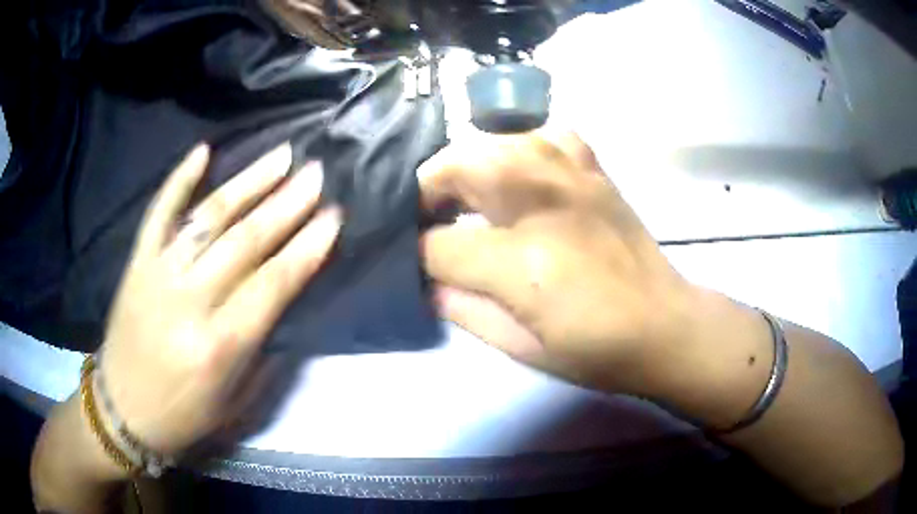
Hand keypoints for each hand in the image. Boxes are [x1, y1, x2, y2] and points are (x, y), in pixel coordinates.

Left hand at [99, 143, 342, 456]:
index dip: (308, 248)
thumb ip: (263, 353)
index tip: (334, 216)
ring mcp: (158, 274)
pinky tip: (203, 151)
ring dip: (248, 183)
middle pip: (245, 242)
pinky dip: (179, 180)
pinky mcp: (136, 263)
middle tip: (317, 174)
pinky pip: (158, 213)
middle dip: (287, 205)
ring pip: (208, 218)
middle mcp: (189, 301)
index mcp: (219, 346)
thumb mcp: (236, 404)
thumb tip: (285, 301)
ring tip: (281, 155)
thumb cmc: (184, 415)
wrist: (123, 411)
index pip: (273, 284)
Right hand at [420, 133, 701, 395]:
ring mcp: (569, 174)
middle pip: (454, 167)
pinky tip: (522, 177)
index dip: (418, 257)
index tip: (419, 267)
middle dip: (427, 194)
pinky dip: (520, 150)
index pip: (436, 245)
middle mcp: (539, 200)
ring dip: (466, 168)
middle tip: (430, 222)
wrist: (663, 324)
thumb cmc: (594, 348)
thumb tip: (425, 281)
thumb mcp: (519, 347)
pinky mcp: (592, 167)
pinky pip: (541, 136)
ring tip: (468, 200)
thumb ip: (462, 309)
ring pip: (490, 142)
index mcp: (520, 260)